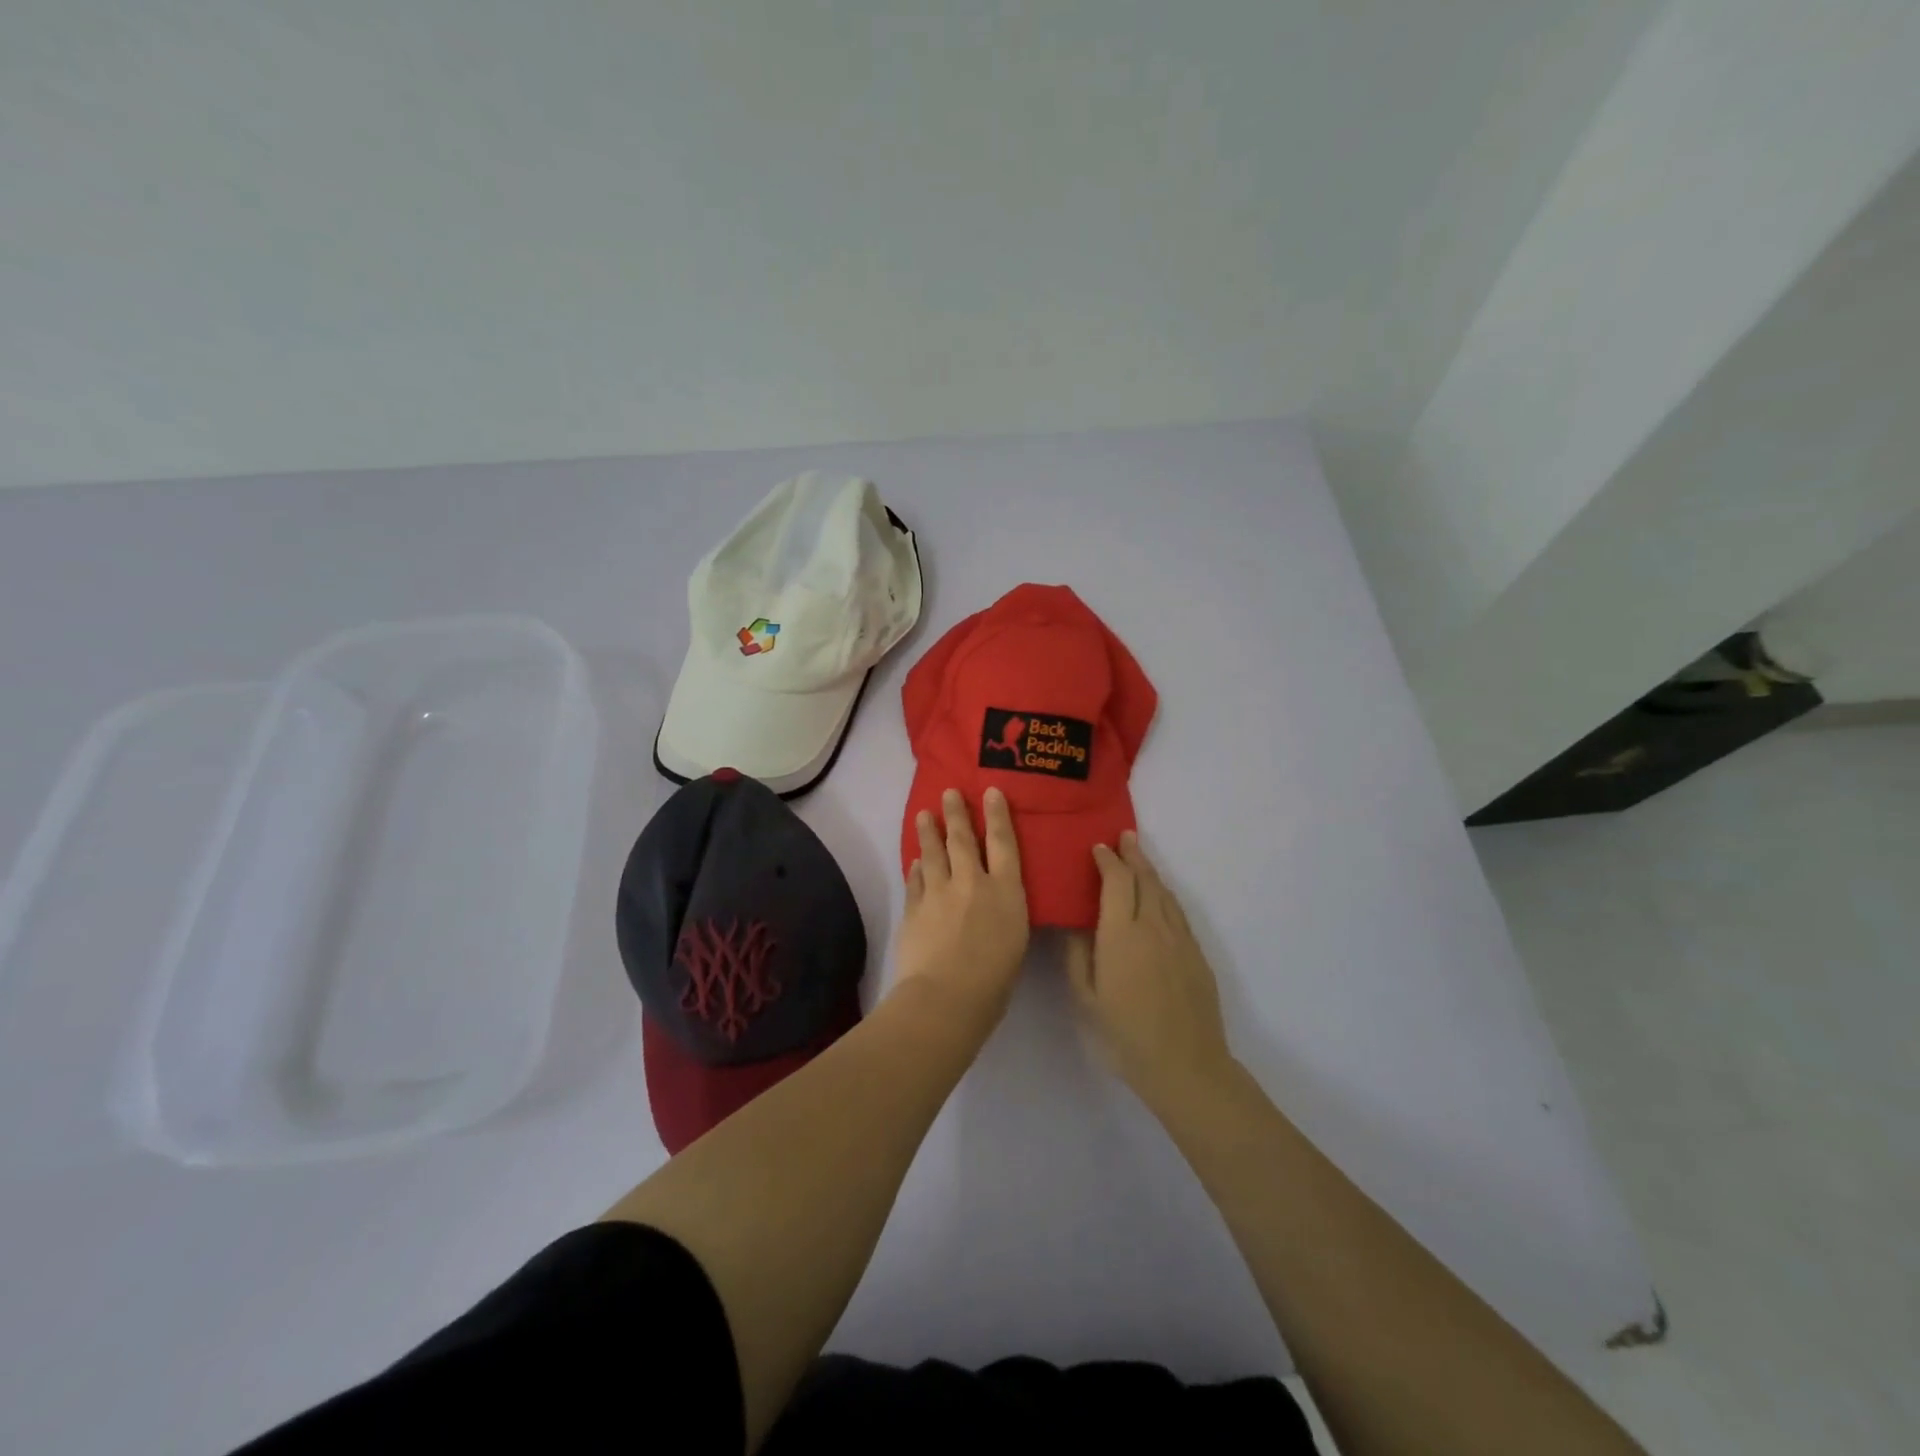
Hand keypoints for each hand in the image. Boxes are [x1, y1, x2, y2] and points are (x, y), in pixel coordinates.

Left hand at [893, 787, 1029, 1027]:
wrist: (947, 996)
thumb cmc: (995, 979)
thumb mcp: (1016, 940)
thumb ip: (1005, 912)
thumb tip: (994, 899)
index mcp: (1006, 892)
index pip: (1004, 843)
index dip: (998, 815)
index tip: (991, 791)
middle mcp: (972, 882)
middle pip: (963, 839)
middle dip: (957, 813)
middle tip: (949, 792)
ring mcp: (939, 893)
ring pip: (933, 853)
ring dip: (929, 832)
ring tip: (924, 815)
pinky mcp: (915, 908)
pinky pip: (916, 880)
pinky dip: (916, 868)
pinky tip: (915, 861)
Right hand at [1065, 831, 1233, 1108]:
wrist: (1186, 1065)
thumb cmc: (1126, 1034)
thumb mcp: (1087, 998)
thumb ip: (1078, 955)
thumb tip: (1075, 924)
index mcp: (1122, 934)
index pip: (1117, 881)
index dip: (1107, 860)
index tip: (1098, 848)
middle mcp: (1153, 926)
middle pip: (1145, 878)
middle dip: (1133, 855)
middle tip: (1124, 837)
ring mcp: (1180, 938)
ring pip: (1165, 892)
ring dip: (1150, 870)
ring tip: (1139, 857)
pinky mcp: (1196, 953)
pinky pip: (1178, 911)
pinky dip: (1165, 894)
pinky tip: (1160, 896)